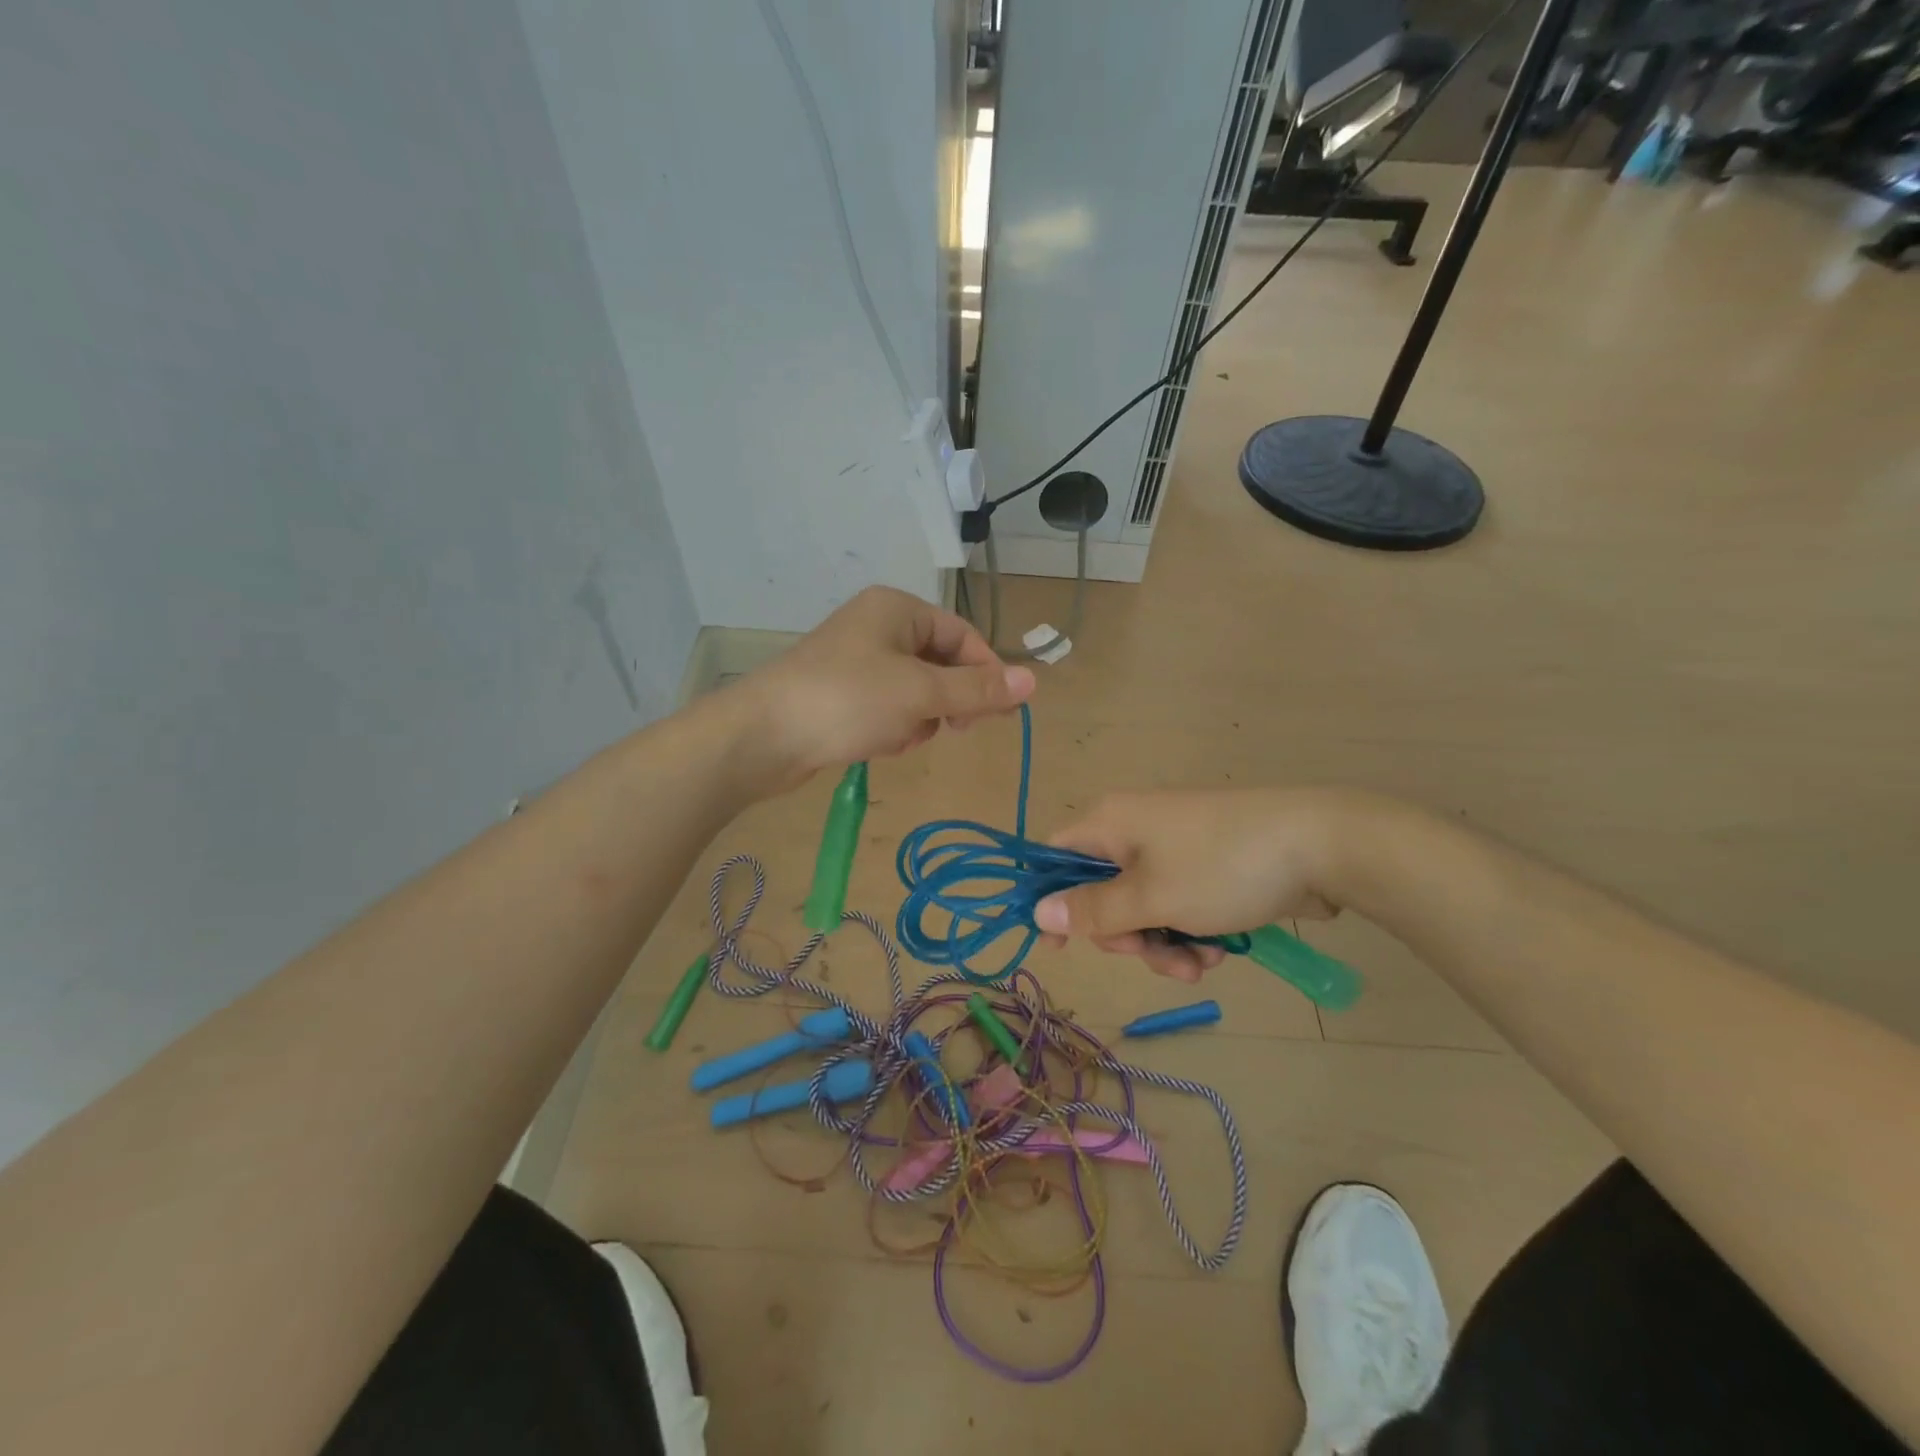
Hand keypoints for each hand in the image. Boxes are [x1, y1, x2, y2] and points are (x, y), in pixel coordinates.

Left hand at [729, 586, 1033, 790]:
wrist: (763, 737)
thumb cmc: (847, 700)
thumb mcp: (921, 693)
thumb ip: (977, 689)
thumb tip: (1033, 681)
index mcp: (897, 609)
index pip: (962, 636)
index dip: (985, 672)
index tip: (999, 713)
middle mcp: (878, 627)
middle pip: (940, 663)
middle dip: (947, 699)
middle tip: (953, 728)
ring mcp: (857, 662)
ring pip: (916, 691)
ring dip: (919, 718)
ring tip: (899, 735)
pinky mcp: (842, 695)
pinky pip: (888, 708)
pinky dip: (893, 727)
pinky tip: (879, 744)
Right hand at [1033, 789, 1353, 982]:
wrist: (1321, 845)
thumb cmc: (1222, 867)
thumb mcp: (1151, 897)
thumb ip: (1092, 909)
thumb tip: (1037, 911)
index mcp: (1111, 822)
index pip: (1056, 856)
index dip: (1051, 900)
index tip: (1059, 948)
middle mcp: (1135, 830)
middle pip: (1101, 892)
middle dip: (1125, 935)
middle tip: (1151, 952)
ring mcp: (1175, 848)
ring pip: (1143, 908)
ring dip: (1163, 945)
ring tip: (1199, 964)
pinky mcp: (1208, 866)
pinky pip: (1179, 906)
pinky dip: (1191, 933)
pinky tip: (1220, 952)